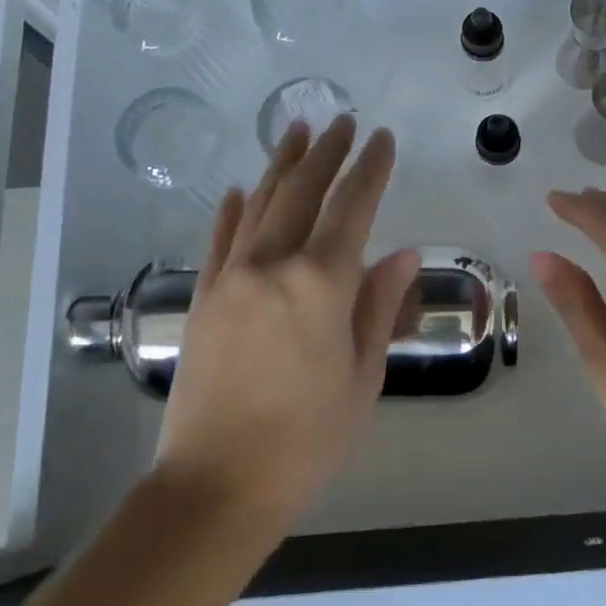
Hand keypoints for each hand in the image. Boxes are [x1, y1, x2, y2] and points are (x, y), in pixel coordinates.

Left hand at [158, 116, 419, 517]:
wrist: (217, 484)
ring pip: (258, 206)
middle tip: (343, 120)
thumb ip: (379, 305)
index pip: (352, 209)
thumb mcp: (363, 375)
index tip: (383, 139)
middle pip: (302, 193)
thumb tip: (401, 253)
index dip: (370, 169)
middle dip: (327, 153)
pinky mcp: (204, 299)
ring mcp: (231, 279)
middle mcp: (272, 267)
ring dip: (281, 166)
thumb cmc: (307, 439)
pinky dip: (231, 211)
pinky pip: (219, 241)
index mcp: (321, 285)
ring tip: (298, 132)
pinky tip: (237, 190)